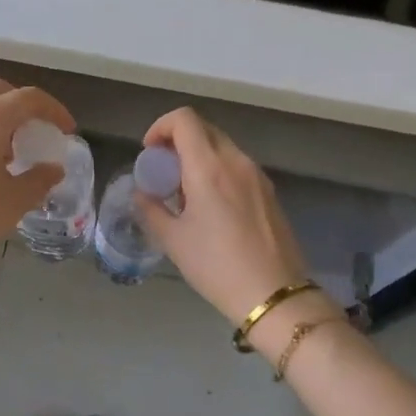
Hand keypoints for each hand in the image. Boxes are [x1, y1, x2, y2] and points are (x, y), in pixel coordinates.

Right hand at [133, 109, 341, 334]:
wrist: (273, 295)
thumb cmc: (216, 266)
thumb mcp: (173, 240)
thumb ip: (151, 209)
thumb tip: (142, 193)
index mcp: (209, 166)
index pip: (184, 119)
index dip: (161, 127)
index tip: (149, 153)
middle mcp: (236, 161)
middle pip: (204, 129)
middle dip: (178, 141)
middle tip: (163, 172)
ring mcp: (257, 175)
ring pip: (222, 147)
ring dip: (198, 156)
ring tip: (185, 192)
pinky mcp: (269, 192)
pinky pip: (237, 166)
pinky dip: (218, 171)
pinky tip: (211, 207)